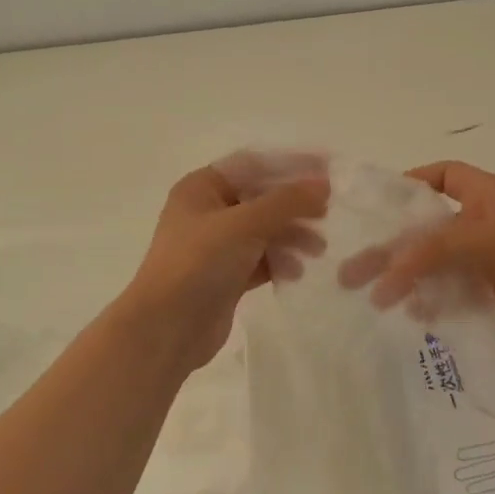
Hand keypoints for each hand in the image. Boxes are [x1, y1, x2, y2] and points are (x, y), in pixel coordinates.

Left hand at [117, 160, 329, 371]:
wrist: (167, 329)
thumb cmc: (199, 263)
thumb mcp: (244, 224)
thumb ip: (286, 202)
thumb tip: (323, 184)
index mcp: (201, 187)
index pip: (253, 164)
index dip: (290, 165)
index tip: (327, 171)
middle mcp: (207, 211)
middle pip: (261, 198)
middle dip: (294, 207)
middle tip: (326, 215)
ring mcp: (216, 246)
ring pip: (264, 231)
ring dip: (292, 236)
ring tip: (317, 250)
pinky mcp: (225, 276)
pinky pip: (260, 259)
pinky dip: (280, 261)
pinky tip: (294, 272)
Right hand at [337, 160, 494, 339]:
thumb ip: (439, 249)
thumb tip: (387, 269)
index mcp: (483, 193)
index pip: (435, 179)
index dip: (404, 188)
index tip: (370, 211)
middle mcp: (482, 222)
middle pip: (425, 230)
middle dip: (390, 248)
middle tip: (349, 272)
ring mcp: (491, 259)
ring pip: (437, 266)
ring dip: (408, 280)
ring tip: (375, 300)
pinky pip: (457, 294)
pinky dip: (436, 303)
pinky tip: (417, 317)